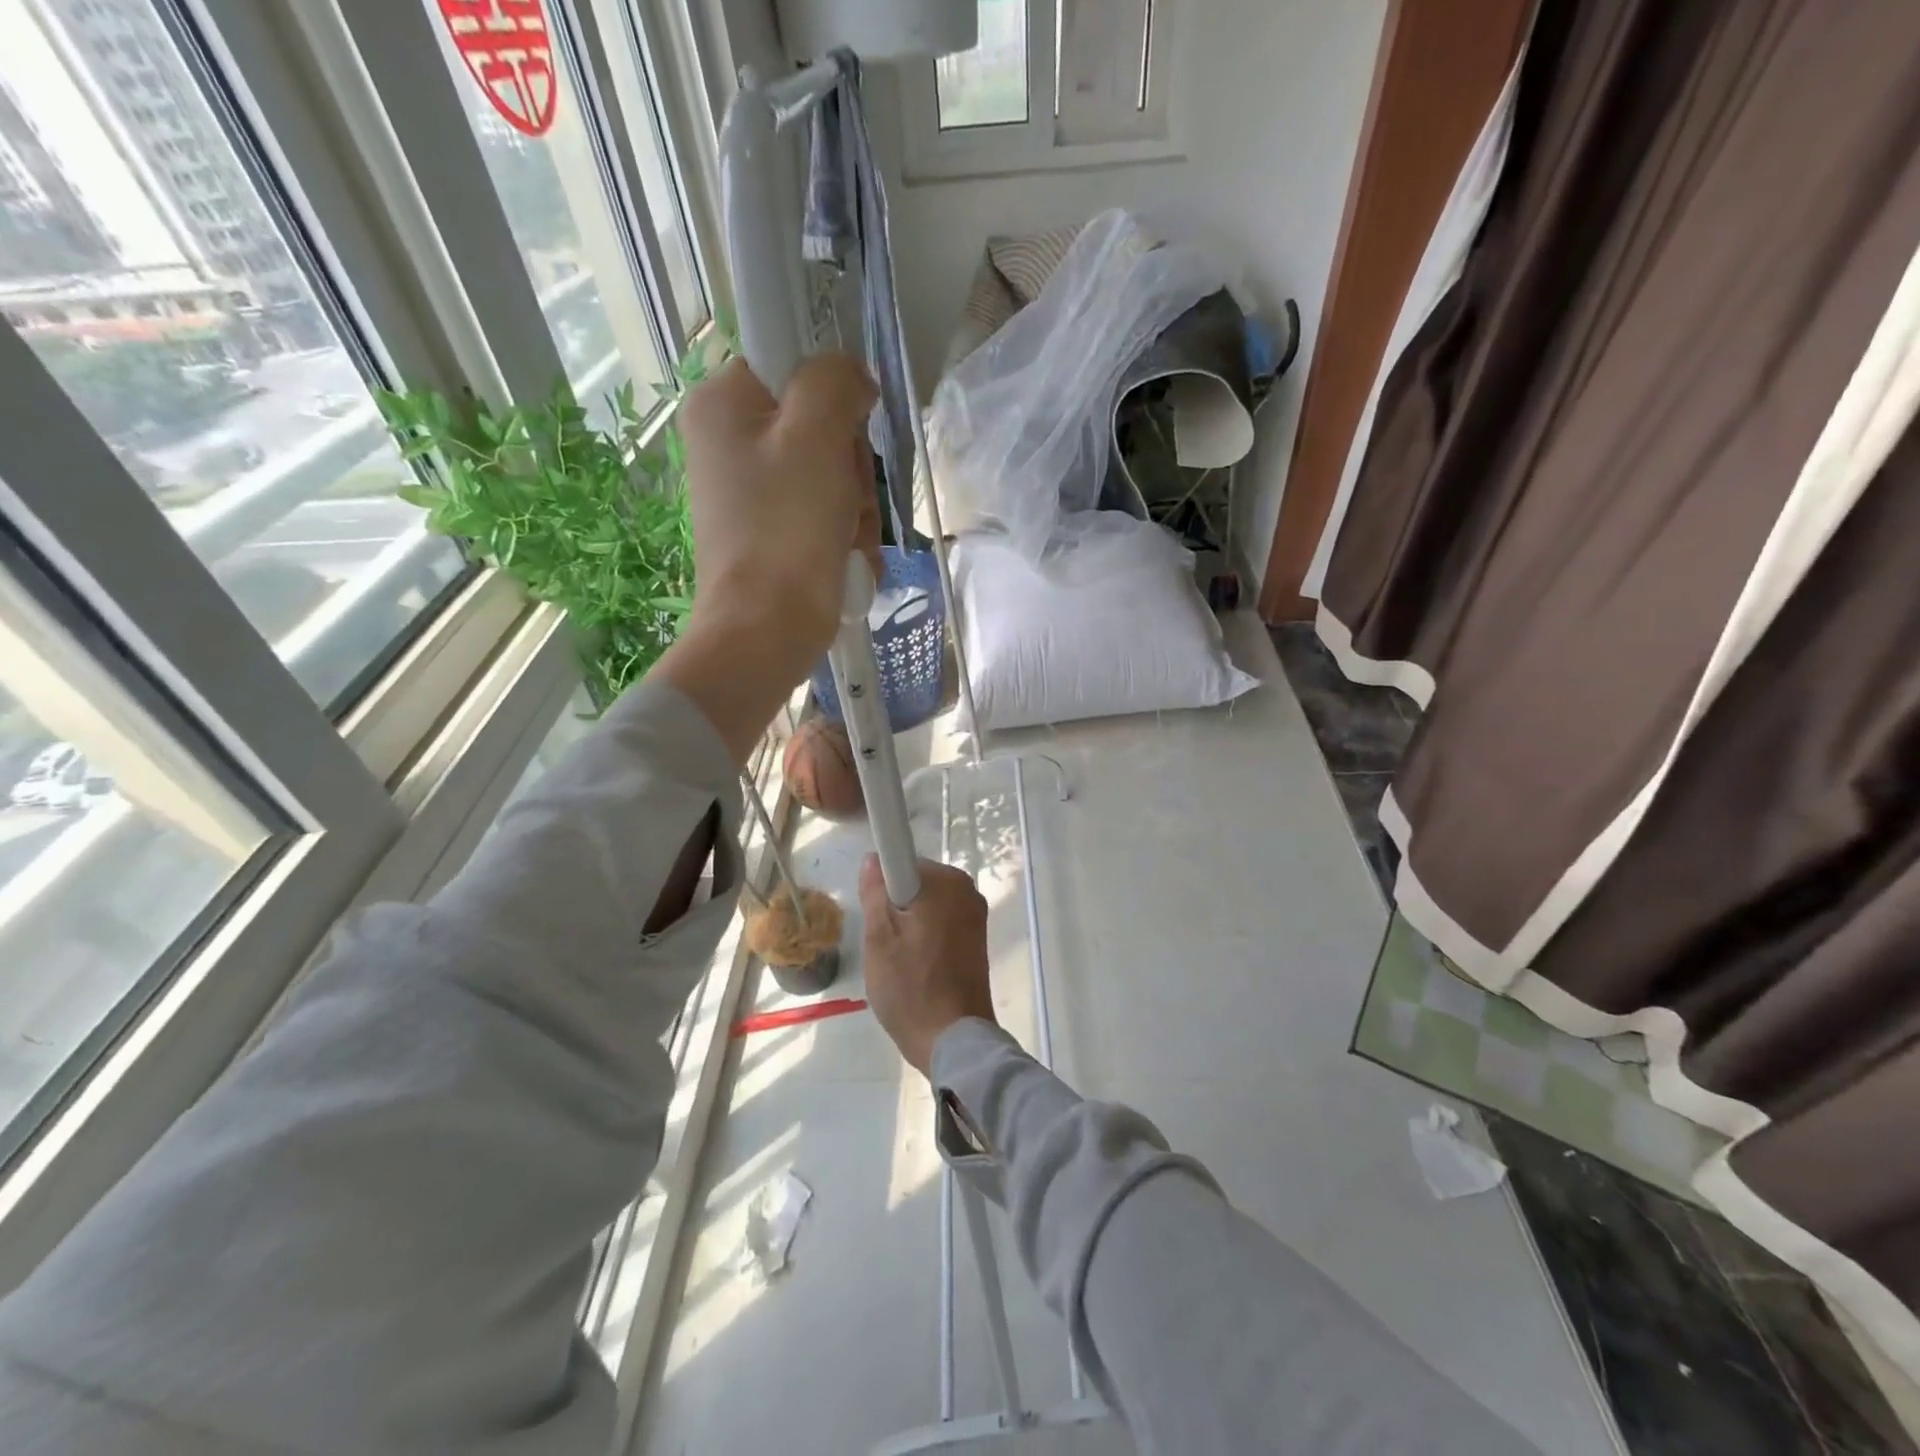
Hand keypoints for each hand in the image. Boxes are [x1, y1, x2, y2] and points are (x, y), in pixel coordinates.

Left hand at [682, 354, 880, 670]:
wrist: (766, 630)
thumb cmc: (787, 529)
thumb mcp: (815, 435)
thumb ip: (834, 380)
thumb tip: (852, 379)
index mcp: (722, 403)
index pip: (792, 363)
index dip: (832, 396)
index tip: (846, 433)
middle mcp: (728, 441)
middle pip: (818, 425)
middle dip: (848, 466)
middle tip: (844, 498)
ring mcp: (750, 491)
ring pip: (830, 474)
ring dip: (853, 507)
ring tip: (845, 539)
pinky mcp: (771, 531)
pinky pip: (823, 513)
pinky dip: (842, 536)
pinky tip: (843, 560)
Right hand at [860, 856, 994, 1075]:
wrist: (952, 1039)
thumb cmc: (911, 986)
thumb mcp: (879, 937)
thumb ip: (875, 891)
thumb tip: (873, 859)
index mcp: (945, 881)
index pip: (901, 861)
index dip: (882, 885)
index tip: (875, 914)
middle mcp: (966, 889)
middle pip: (915, 883)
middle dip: (895, 906)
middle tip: (884, 944)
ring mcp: (975, 914)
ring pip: (926, 904)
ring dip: (909, 925)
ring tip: (900, 961)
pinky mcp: (977, 938)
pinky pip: (941, 922)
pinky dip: (925, 937)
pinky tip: (917, 967)